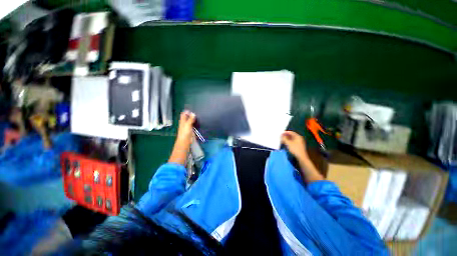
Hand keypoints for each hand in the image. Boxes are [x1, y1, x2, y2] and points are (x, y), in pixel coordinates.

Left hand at [169, 111, 195, 164]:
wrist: (184, 143)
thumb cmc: (185, 134)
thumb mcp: (188, 126)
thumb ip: (190, 120)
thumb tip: (193, 113)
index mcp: (182, 122)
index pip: (183, 114)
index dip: (187, 111)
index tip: (192, 110)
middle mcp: (184, 124)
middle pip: (186, 118)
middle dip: (190, 115)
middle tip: (197, 113)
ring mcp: (187, 128)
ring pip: (189, 121)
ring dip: (193, 119)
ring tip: (198, 117)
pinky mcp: (190, 132)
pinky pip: (192, 126)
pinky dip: (194, 124)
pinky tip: (198, 124)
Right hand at [281, 131, 307, 160]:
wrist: (301, 157)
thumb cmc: (295, 149)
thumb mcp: (288, 143)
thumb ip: (284, 138)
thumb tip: (281, 135)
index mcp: (298, 136)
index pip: (291, 132)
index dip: (285, 132)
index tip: (280, 133)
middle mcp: (299, 138)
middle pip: (291, 135)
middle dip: (286, 136)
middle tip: (281, 137)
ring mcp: (299, 142)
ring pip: (292, 139)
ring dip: (287, 139)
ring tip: (282, 140)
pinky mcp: (298, 146)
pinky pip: (292, 142)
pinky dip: (289, 142)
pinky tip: (285, 143)